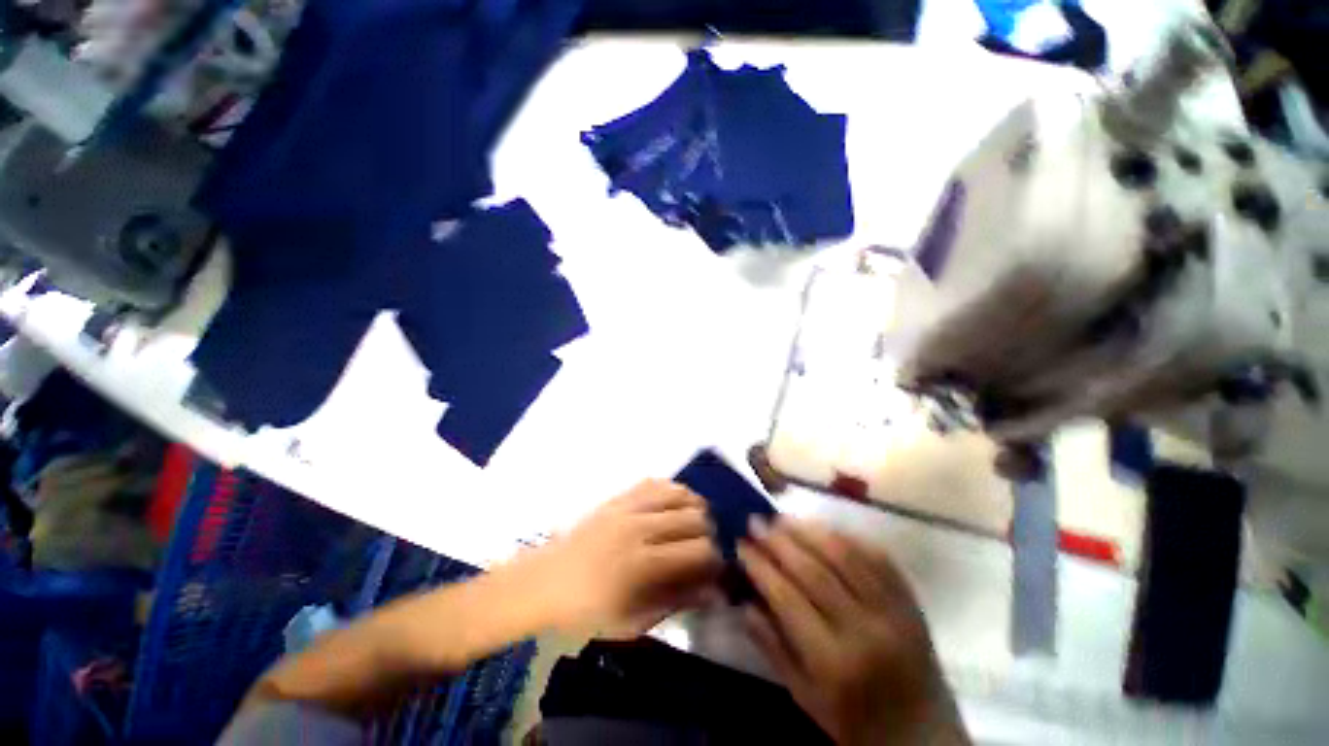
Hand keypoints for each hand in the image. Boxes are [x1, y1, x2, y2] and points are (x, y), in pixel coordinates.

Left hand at [523, 480, 722, 638]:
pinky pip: (655, 482)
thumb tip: (712, 592)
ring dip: (694, 507)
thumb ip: (675, 602)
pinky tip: (673, 505)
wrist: (544, 582)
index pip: (699, 550)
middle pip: (695, 517)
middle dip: (709, 534)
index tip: (714, 572)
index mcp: (642, 563)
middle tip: (704, 550)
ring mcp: (628, 507)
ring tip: (694, 524)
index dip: (715, 561)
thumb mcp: (632, 622)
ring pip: (679, 492)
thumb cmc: (585, 612)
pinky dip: (672, 490)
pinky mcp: (618, 497)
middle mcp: (639, 526)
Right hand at [738, 518, 968, 745]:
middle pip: (814, 570)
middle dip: (778, 541)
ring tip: (782, 518)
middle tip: (755, 522)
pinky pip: (875, 555)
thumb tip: (743, 599)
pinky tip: (822, 527)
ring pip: (844, 554)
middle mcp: (865, 629)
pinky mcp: (910, 599)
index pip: (787, 598)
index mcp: (834, 662)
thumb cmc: (855, 722)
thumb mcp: (804, 696)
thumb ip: (771, 646)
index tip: (740, 544)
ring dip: (808, 530)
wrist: (922, 733)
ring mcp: (893, 610)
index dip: (760, 566)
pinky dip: (844, 536)